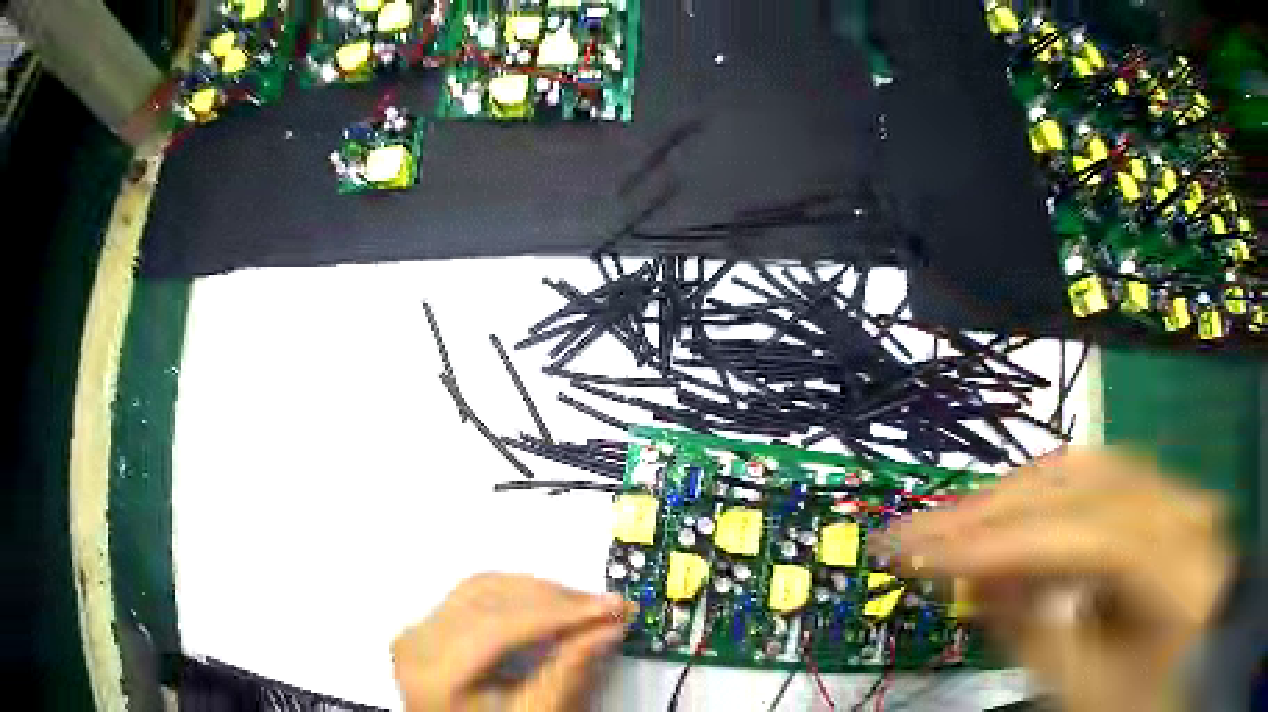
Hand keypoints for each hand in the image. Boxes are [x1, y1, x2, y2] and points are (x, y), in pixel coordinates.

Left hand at [392, 573, 632, 711]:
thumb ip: (568, 672)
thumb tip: (608, 627)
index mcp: (435, 671)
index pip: (500, 625)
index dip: (559, 613)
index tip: (612, 607)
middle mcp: (416, 640)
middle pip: (490, 598)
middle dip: (555, 599)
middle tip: (607, 606)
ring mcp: (416, 629)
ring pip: (482, 587)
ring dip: (538, 592)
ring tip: (583, 607)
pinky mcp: (425, 626)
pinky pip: (472, 594)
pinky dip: (515, 595)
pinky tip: (547, 606)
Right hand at [885, 449, 1232, 711]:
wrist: (1176, 676)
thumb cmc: (1132, 699)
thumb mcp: (1083, 688)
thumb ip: (1034, 630)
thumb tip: (975, 573)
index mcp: (1186, 575)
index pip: (1094, 536)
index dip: (1007, 543)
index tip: (923, 557)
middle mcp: (1189, 512)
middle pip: (1087, 487)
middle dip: (994, 511)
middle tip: (913, 535)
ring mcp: (1176, 491)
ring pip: (1085, 468)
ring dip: (1009, 497)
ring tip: (946, 526)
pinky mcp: (1157, 490)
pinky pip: (1092, 478)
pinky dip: (1037, 495)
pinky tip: (1001, 513)